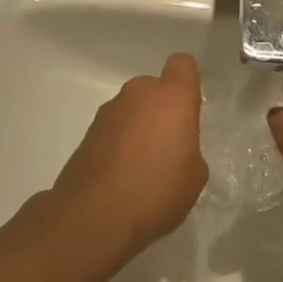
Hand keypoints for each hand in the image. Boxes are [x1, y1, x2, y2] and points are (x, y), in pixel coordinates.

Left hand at [52, 54, 207, 264]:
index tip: (191, 107)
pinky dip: (119, 143)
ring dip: (139, 126)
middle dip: (162, 109)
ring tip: (143, 166)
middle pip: (155, 88)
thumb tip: (175, 148)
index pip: (183, 64)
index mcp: (172, 97)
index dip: (188, 81)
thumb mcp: (194, 175)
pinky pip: (114, 129)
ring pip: (132, 108)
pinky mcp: (87, 133)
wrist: (94, 217)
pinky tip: (122, 176)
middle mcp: (139, 93)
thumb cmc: (156, 191)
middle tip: (169, 144)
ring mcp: (109, 111)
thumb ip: (189, 149)